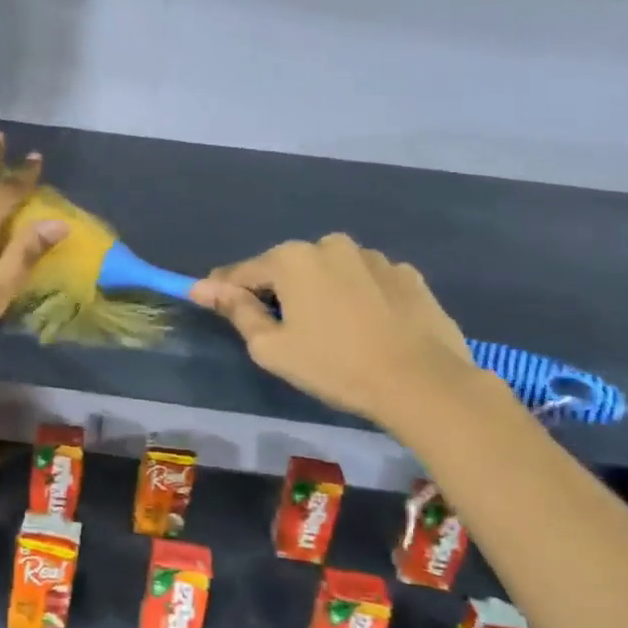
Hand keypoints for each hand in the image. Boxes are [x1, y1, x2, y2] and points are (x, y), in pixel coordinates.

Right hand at [191, 235, 475, 428]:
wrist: (423, 383)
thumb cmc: (335, 366)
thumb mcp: (272, 348)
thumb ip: (236, 311)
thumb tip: (203, 287)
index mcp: (291, 259)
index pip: (242, 272)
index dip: (224, 290)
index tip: (211, 303)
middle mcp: (330, 245)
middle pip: (288, 268)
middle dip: (279, 292)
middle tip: (284, 331)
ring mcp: (373, 256)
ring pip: (330, 272)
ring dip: (321, 292)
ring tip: (332, 331)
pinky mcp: (407, 274)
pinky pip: (367, 281)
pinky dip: (359, 297)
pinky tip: (368, 328)